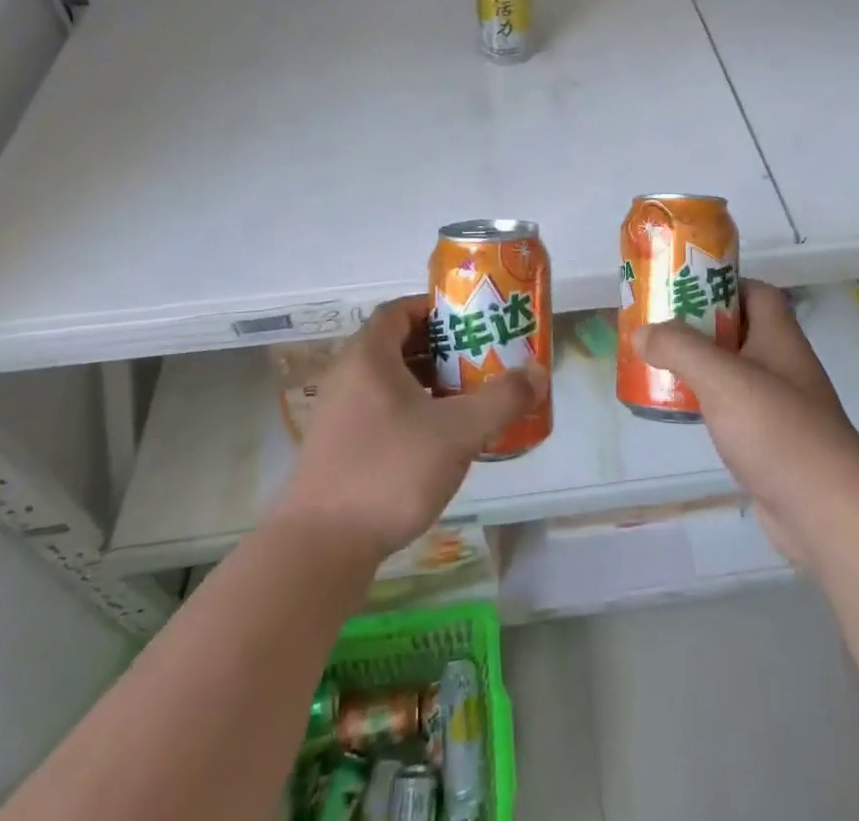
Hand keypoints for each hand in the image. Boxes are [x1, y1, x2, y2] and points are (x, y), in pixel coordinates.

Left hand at [272, 297, 546, 565]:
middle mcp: (348, 375)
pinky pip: (380, 411)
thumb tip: (538, 371)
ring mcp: (339, 414)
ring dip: (428, 383)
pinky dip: (411, 412)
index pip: (401, 309)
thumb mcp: (457, 432)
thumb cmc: (390, 471)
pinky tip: (438, 440)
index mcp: (369, 355)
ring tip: (467, 398)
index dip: (436, 309)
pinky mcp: (338, 449)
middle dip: (441, 348)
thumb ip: (502, 400)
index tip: (472, 322)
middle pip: (398, 344)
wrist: (320, 550)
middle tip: (480, 359)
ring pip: (390, 381)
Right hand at [635, 280, 858, 573]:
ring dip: (700, 366)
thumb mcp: (722, 378)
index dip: (721, 284)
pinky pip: (734, 409)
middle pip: (739, 329)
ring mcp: (780, 406)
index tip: (682, 290)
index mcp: (779, 337)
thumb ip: (679, 348)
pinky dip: (708, 404)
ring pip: (734, 371)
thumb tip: (642, 331)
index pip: (754, 292)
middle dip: (699, 326)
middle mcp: (783, 364)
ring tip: (659, 365)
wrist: (828, 515)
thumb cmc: (778, 430)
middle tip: (658, 327)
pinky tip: (682, 412)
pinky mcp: (772, 443)